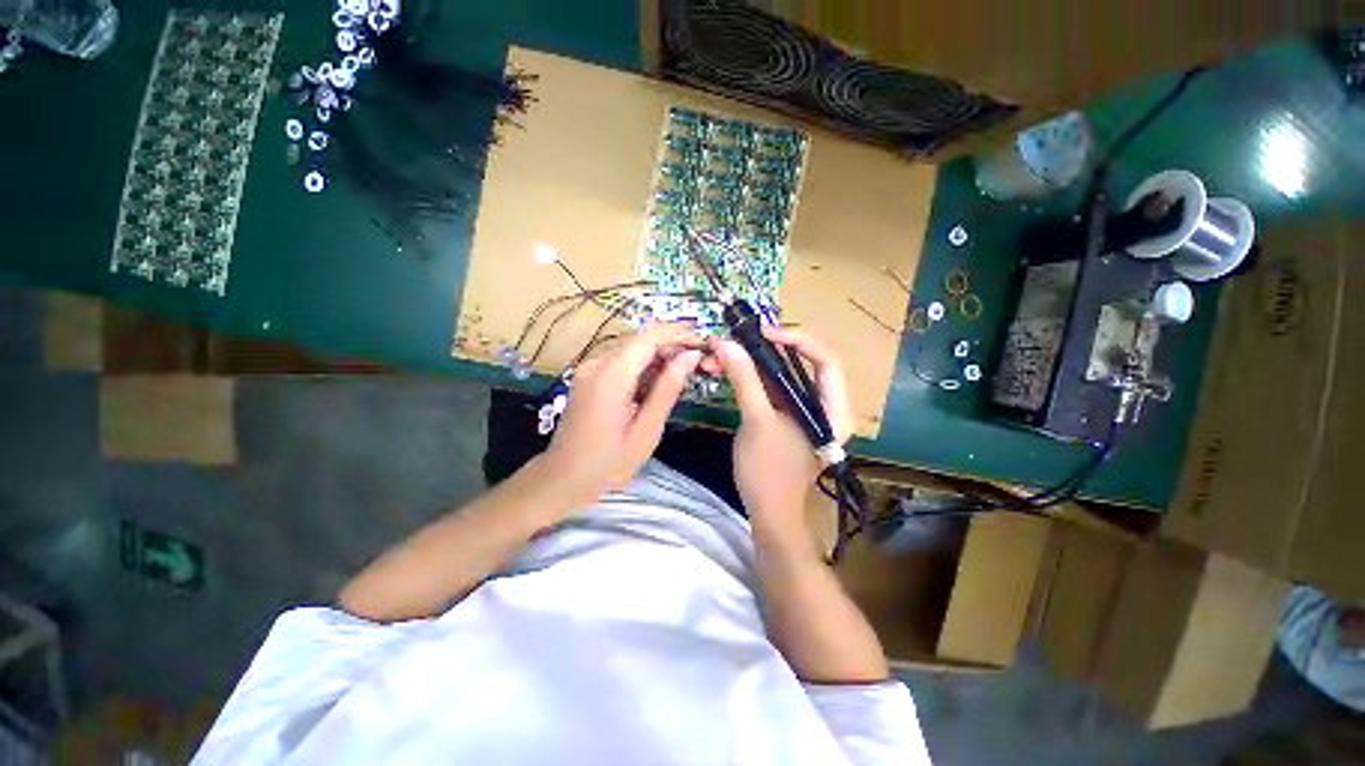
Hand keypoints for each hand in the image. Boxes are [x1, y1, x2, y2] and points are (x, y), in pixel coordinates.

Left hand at [542, 324, 702, 499]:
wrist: (564, 477)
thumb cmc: (609, 462)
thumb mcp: (646, 430)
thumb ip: (668, 389)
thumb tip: (690, 356)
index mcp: (611, 376)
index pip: (649, 336)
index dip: (679, 334)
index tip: (703, 343)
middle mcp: (597, 363)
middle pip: (640, 339)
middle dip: (672, 345)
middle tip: (698, 362)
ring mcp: (590, 368)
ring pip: (632, 348)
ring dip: (659, 356)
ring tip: (683, 374)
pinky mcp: (589, 375)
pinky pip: (622, 360)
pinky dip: (643, 366)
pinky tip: (657, 383)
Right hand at [711, 327, 852, 531]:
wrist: (767, 512)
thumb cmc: (769, 472)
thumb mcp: (757, 422)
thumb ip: (745, 380)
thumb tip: (725, 344)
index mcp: (833, 409)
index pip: (825, 360)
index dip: (797, 340)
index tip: (763, 334)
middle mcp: (823, 405)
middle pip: (800, 363)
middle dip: (765, 350)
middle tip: (737, 341)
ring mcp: (802, 411)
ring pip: (780, 375)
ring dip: (750, 363)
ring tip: (720, 356)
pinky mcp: (785, 416)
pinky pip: (769, 388)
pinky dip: (748, 378)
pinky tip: (724, 370)